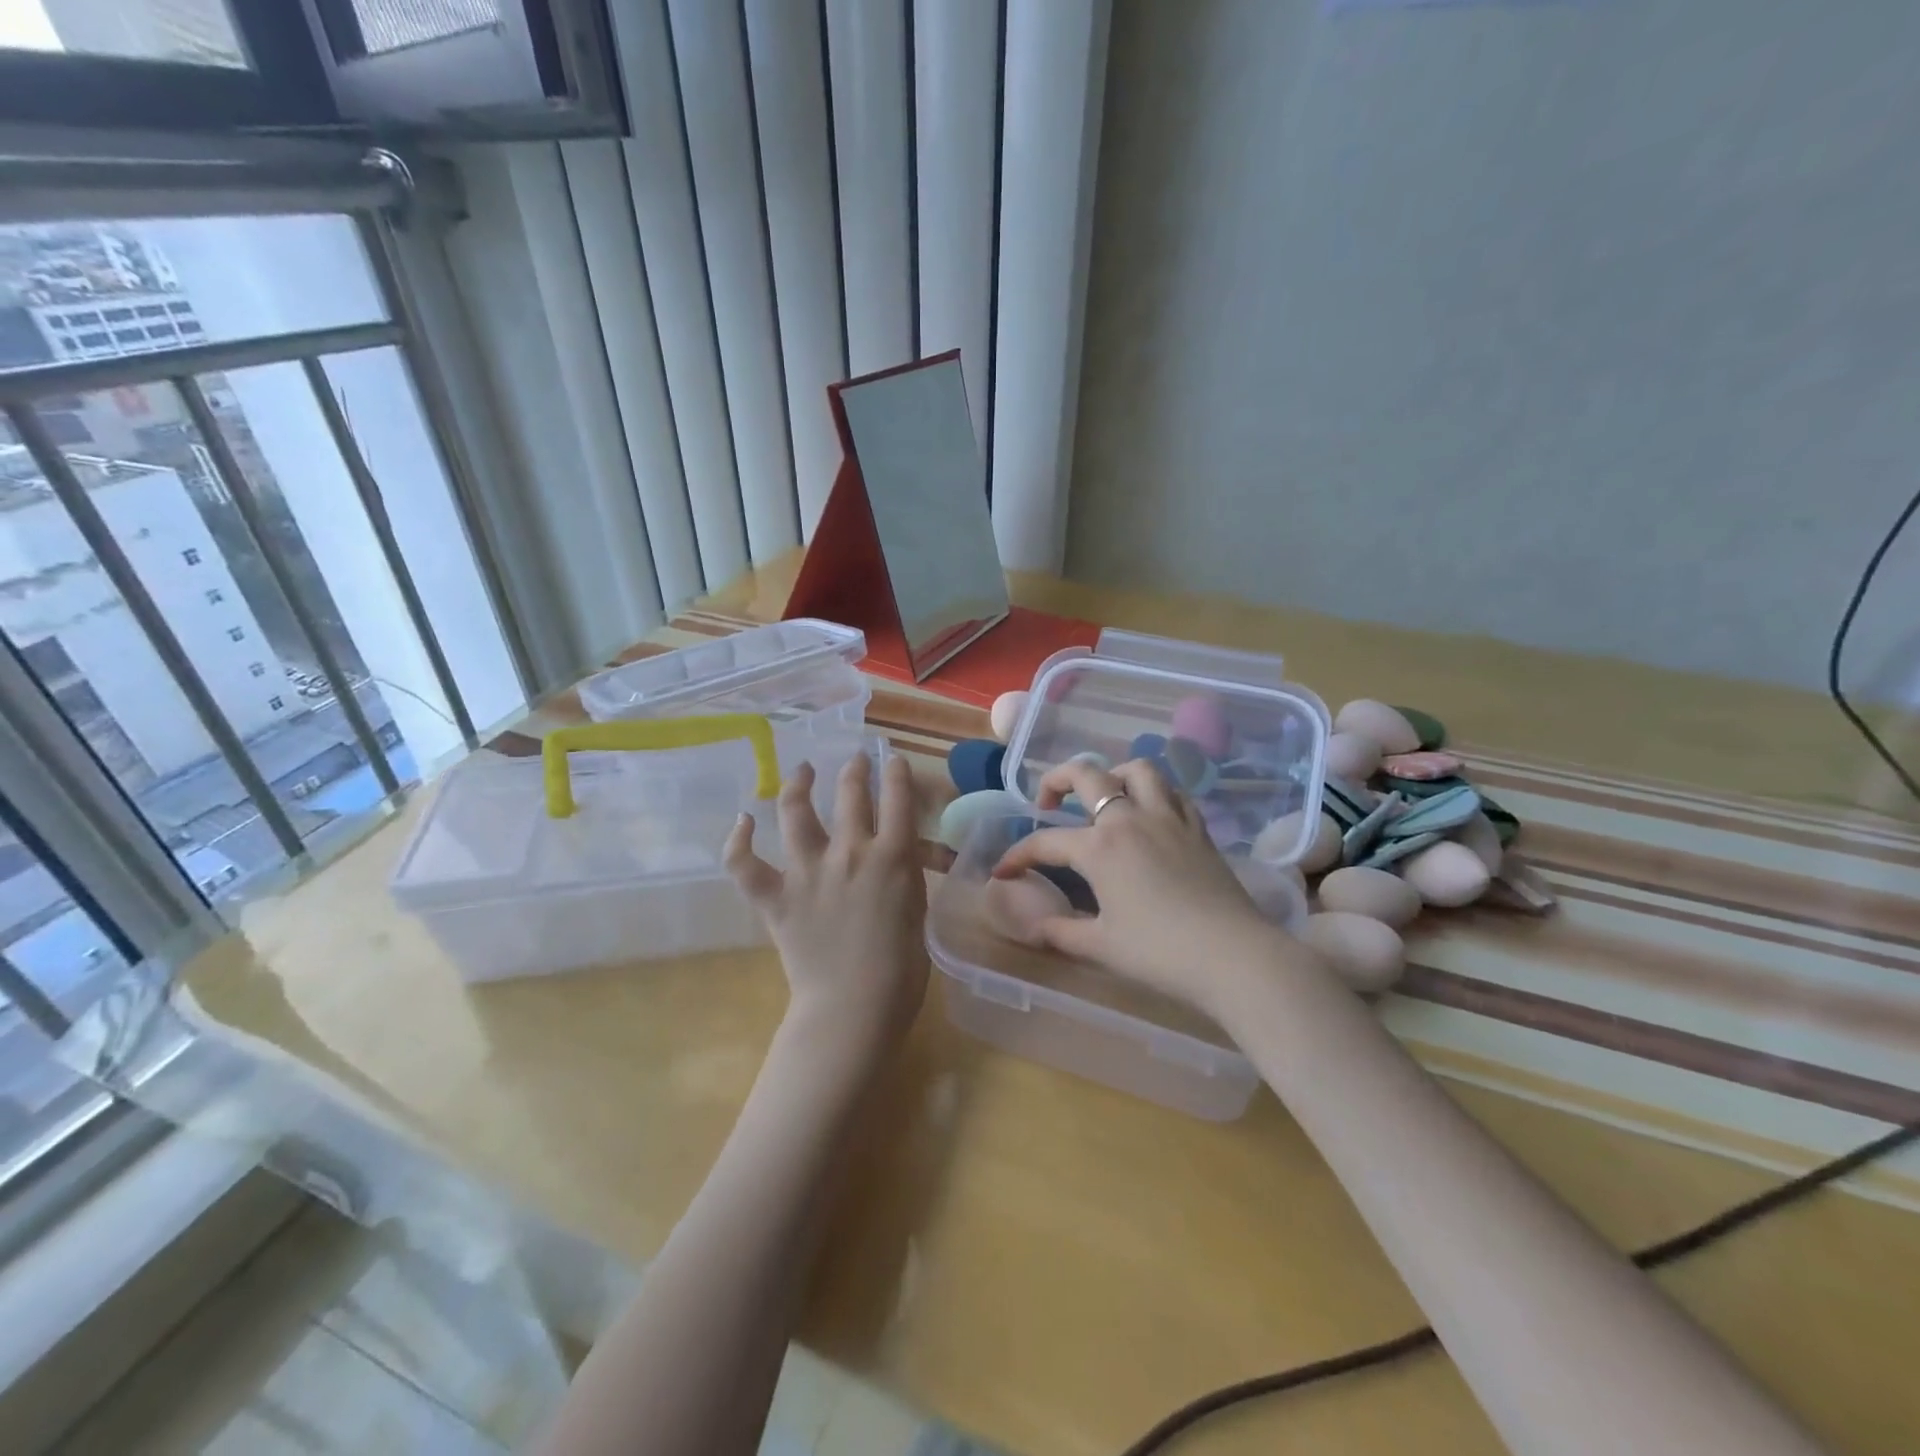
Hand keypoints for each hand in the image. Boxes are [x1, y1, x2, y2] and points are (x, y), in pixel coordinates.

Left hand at [725, 754, 927, 1058]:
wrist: (854, 1009)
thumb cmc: (901, 970)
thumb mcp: (918, 911)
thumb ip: (906, 875)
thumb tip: (897, 856)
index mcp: (892, 858)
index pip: (897, 798)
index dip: (897, 772)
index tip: (893, 760)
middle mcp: (849, 853)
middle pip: (850, 793)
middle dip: (854, 769)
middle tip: (855, 761)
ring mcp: (807, 872)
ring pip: (796, 811)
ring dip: (798, 783)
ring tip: (802, 771)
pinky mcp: (775, 898)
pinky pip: (744, 864)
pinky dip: (739, 841)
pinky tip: (743, 821)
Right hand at [991, 758, 1313, 1022]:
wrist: (1233, 957)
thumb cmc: (1159, 954)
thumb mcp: (1101, 946)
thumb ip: (1061, 932)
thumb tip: (1034, 927)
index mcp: (1099, 847)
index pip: (1045, 842)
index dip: (1018, 855)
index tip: (1003, 872)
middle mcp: (1130, 819)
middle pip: (1087, 775)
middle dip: (1057, 780)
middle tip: (1046, 801)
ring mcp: (1168, 819)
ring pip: (1138, 770)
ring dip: (1112, 774)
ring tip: (1103, 796)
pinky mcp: (1198, 829)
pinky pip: (1173, 793)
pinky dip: (1154, 793)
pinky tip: (1149, 814)